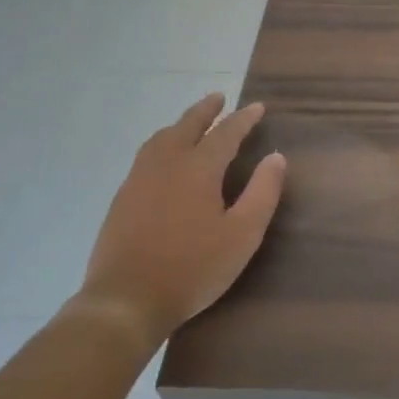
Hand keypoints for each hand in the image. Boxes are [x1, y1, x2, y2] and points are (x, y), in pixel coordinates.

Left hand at [71, 94, 286, 342]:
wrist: (126, 300)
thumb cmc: (193, 268)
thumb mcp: (242, 235)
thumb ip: (262, 193)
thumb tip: (276, 158)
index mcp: (198, 168)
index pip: (226, 133)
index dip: (244, 119)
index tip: (257, 108)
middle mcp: (166, 163)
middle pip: (187, 125)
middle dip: (206, 110)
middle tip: (219, 98)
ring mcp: (139, 179)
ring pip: (161, 138)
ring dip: (180, 124)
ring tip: (191, 123)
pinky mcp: (122, 198)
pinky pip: (145, 156)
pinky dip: (162, 144)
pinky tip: (163, 159)